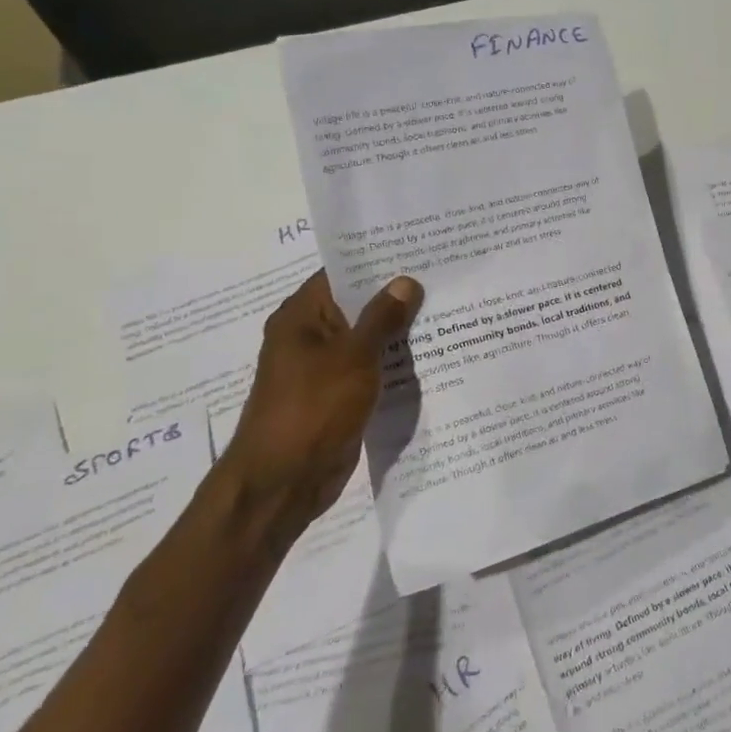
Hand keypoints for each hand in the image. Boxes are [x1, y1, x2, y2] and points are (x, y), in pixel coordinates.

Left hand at [219, 270, 422, 529]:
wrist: (284, 482)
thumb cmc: (313, 408)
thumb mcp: (353, 356)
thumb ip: (381, 317)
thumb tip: (405, 281)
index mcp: (301, 317)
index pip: (341, 273)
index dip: (377, 260)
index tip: (418, 249)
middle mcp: (309, 337)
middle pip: (357, 305)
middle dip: (396, 296)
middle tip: (443, 277)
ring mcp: (324, 369)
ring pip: (367, 339)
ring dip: (399, 331)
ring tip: (447, 309)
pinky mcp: (338, 397)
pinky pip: (370, 369)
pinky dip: (393, 362)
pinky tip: (431, 354)